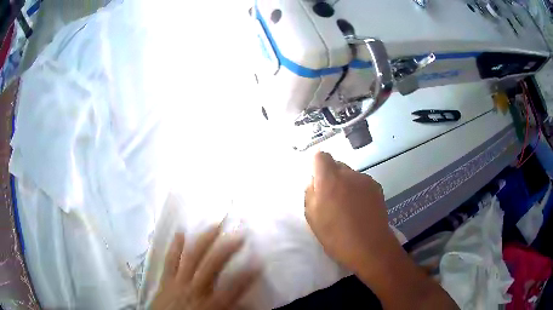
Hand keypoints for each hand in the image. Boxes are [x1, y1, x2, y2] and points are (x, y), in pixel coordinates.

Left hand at [151, 225, 258, 309]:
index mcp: (210, 303)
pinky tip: (180, 233)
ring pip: (192, 257)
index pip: (233, 287)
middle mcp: (195, 289)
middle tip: (239, 234)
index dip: (247, 274)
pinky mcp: (166, 279)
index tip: (259, 262)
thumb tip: (250, 304)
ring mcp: (178, 282)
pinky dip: (175, 247)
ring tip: (215, 226)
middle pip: (212, 265)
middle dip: (227, 248)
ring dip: (204, 240)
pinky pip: (170, 261)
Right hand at [304, 152, 400, 273]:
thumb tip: (315, 181)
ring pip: (350, 175)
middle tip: (331, 199)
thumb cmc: (336, 236)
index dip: (317, 166)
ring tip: (348, 206)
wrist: (370, 247)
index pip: (321, 156)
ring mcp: (365, 180)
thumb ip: (310, 193)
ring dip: (346, 184)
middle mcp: (349, 174)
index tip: (318, 182)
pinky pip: (362, 183)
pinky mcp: (377, 187)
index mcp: (330, 180)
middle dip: (331, 177)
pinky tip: (361, 208)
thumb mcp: (312, 217)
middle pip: (336, 165)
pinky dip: (358, 191)